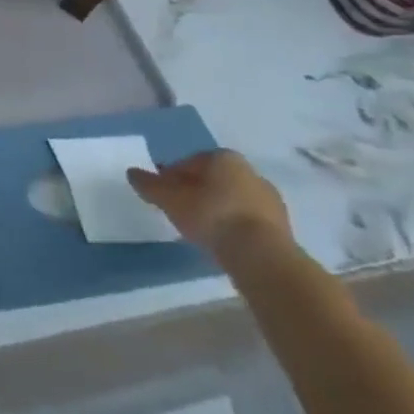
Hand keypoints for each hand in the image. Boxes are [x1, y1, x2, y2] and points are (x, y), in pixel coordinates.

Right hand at [127, 149, 290, 262]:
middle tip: (177, 209)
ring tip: (198, 228)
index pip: (189, 162)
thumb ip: (150, 185)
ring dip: (215, 208)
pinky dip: (232, 224)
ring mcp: (270, 199)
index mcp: (224, 158)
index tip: (162, 193)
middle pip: (213, 179)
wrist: (261, 255)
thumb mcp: (170, 199)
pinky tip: (220, 239)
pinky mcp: (281, 225)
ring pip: (231, 199)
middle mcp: (250, 172)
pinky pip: (247, 219)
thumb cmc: (211, 215)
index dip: (171, 176)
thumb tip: (132, 173)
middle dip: (195, 191)